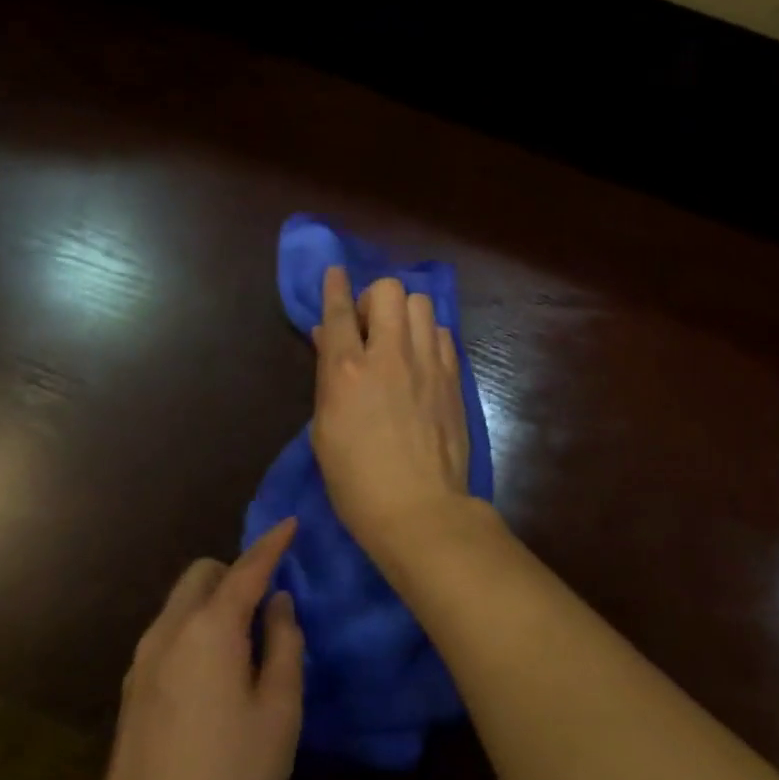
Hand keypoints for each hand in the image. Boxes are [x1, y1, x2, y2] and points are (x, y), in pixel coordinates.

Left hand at [76, 520, 304, 779]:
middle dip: (237, 572)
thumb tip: (279, 604)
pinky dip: (197, 628)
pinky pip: (170, 633)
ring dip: (215, 601)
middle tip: (271, 603)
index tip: (291, 523)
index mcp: (210, 629)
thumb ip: (285, 644)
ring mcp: (142, 662)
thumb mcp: (279, 712)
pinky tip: (217, 671)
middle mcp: (170, 632)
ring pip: (183, 603)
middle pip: (203, 574)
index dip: (272, 543)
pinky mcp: (131, 692)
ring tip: (248, 640)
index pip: (247, 568)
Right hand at [311, 267, 471, 544]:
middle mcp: (390, 354)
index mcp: (347, 370)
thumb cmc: (357, 481)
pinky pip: (443, 333)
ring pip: (422, 304)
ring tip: (398, 339)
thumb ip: (328, 377)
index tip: (335, 271)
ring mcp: (427, 363)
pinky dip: (429, 336)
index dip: (334, 286)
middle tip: (369, 327)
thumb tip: (330, 339)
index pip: (338, 311)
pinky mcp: (453, 377)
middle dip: (375, 299)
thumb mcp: (325, 430)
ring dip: (405, 313)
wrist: (419, 508)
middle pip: (389, 291)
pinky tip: (422, 359)